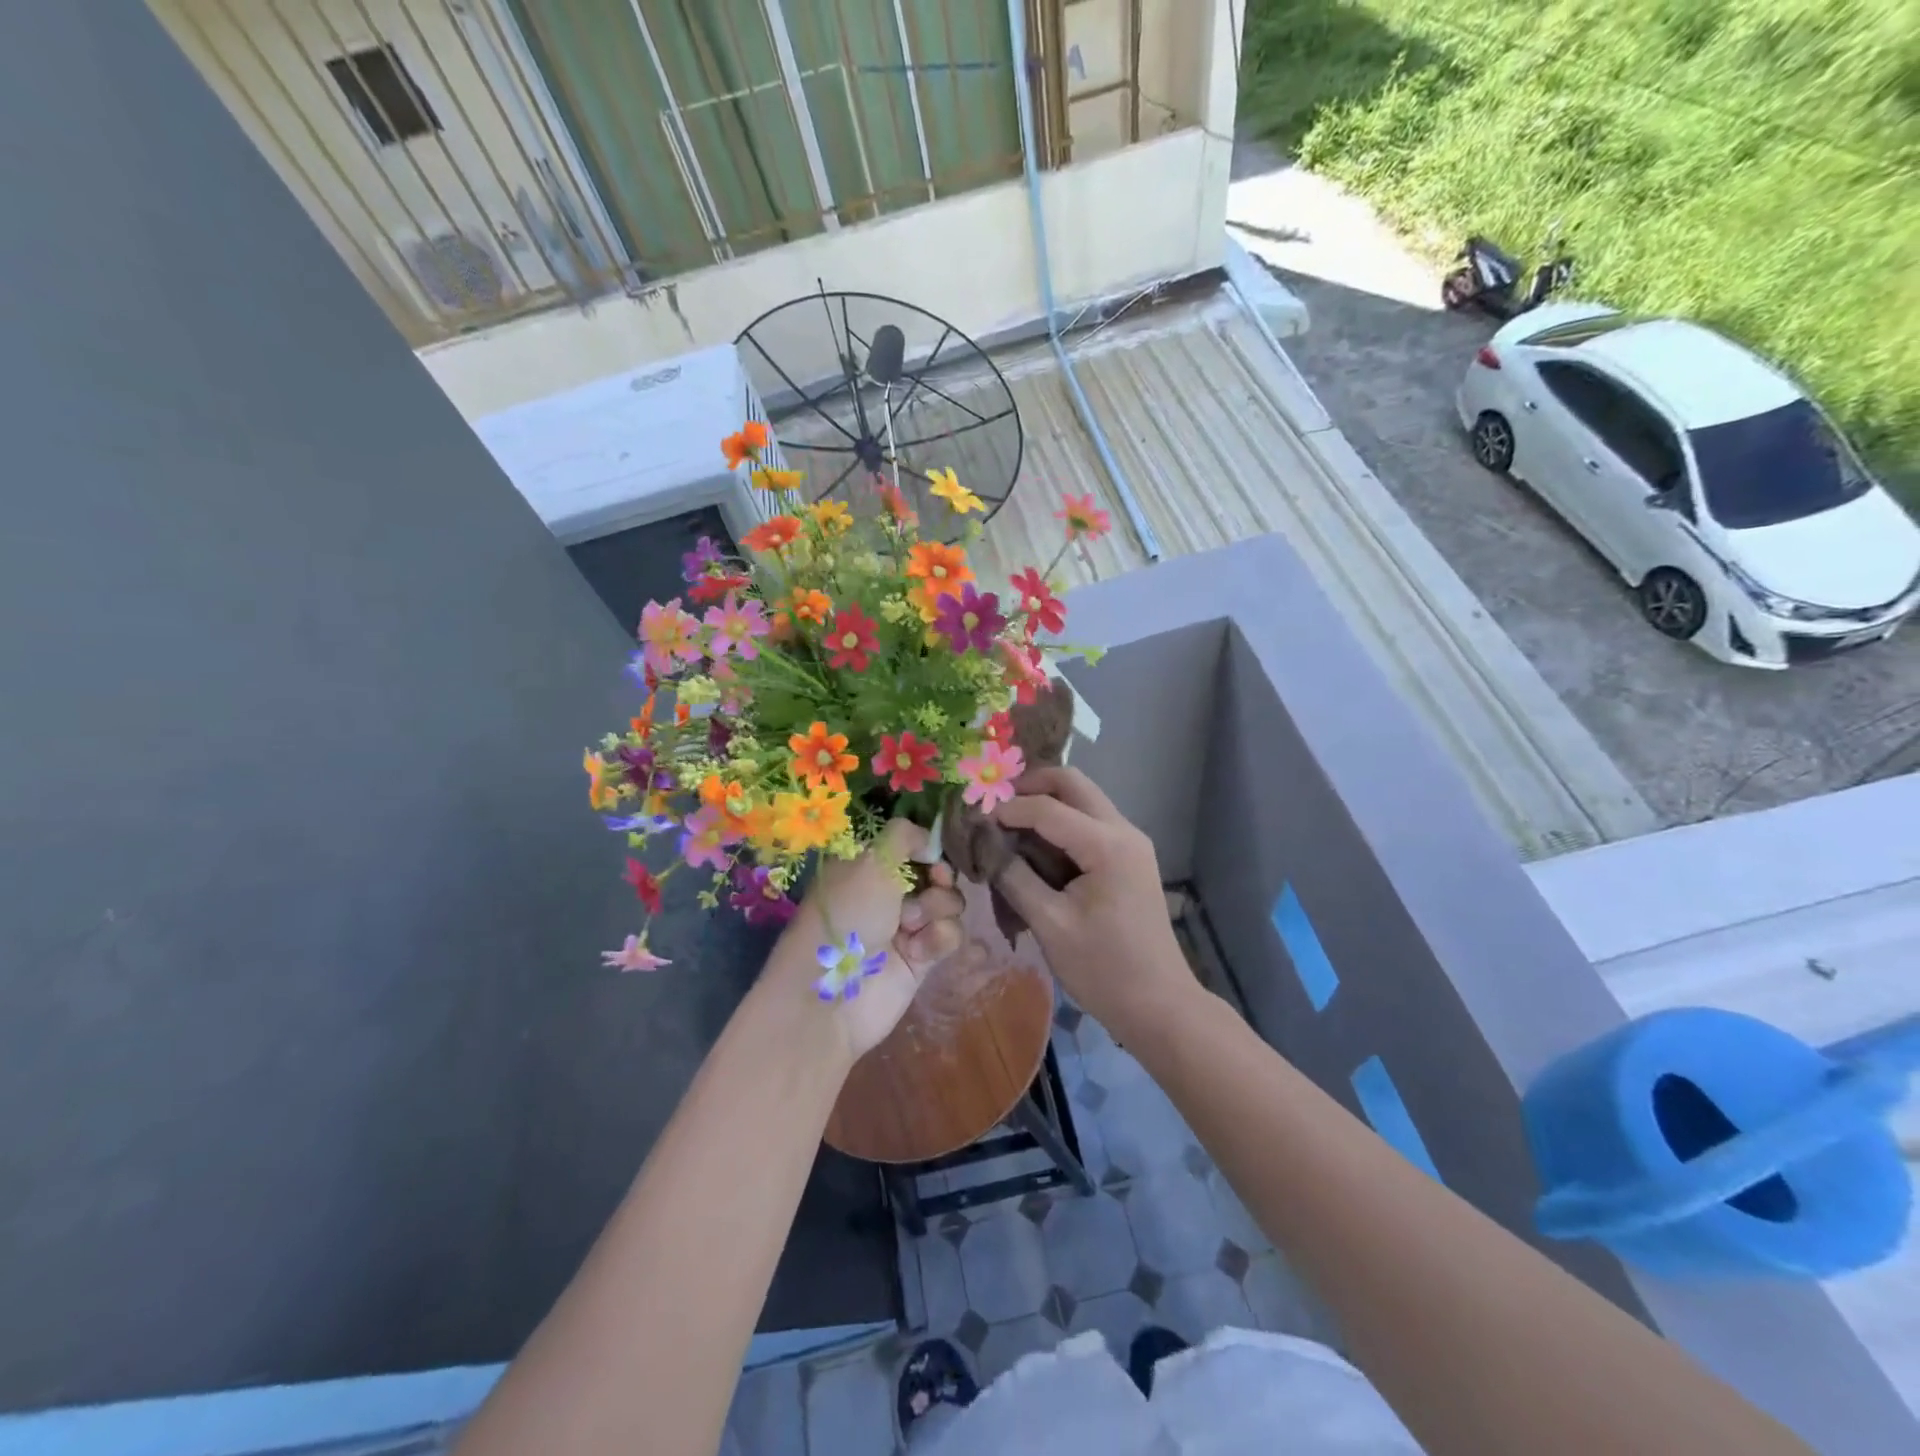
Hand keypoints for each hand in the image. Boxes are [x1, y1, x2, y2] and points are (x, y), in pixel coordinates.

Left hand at [774, 819, 964, 1059]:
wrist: (833, 995)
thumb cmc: (847, 915)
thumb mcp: (870, 860)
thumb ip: (904, 836)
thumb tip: (930, 842)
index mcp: (866, 865)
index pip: (910, 845)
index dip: (927, 847)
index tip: (931, 853)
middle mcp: (886, 892)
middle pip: (936, 872)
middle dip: (939, 878)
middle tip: (931, 884)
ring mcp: (905, 925)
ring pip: (948, 902)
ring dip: (937, 908)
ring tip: (911, 925)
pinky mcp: (921, 958)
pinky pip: (950, 935)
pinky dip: (939, 938)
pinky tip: (917, 950)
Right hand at [992, 767, 1193, 1042]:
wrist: (1159, 1004)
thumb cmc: (1103, 969)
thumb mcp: (1050, 924)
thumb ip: (1014, 877)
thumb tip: (985, 844)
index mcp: (1107, 845)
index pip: (1047, 808)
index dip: (1007, 809)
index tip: (974, 821)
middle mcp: (1124, 831)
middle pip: (1073, 783)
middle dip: (1030, 787)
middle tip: (995, 807)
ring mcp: (1131, 842)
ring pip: (1083, 799)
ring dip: (1046, 802)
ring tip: (1009, 825)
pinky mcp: (1129, 857)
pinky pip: (1091, 822)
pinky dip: (1061, 822)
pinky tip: (1036, 846)